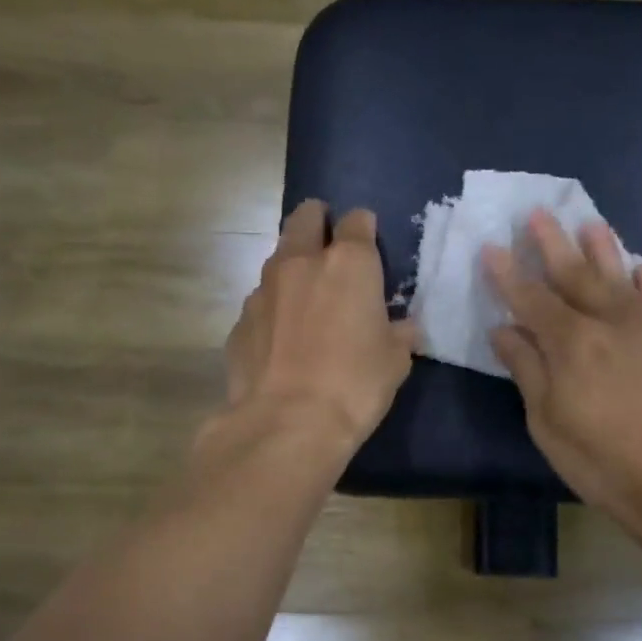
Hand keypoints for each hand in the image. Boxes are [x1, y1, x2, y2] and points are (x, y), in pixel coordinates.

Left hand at [211, 199, 415, 458]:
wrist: (287, 423)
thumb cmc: (354, 385)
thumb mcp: (395, 361)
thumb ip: (398, 334)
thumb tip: (401, 328)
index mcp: (349, 263)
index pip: (357, 220)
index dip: (364, 228)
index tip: (369, 245)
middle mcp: (301, 262)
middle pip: (306, 217)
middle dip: (319, 223)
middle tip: (330, 249)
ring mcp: (263, 289)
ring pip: (278, 259)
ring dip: (294, 268)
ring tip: (307, 301)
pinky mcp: (240, 320)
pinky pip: (261, 303)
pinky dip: (274, 310)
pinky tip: (282, 340)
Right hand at [483, 211, 641, 524]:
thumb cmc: (601, 458)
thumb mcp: (548, 421)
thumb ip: (527, 369)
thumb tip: (504, 330)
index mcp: (571, 341)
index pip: (530, 298)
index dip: (508, 274)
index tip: (491, 248)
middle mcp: (610, 321)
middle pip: (575, 274)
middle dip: (552, 243)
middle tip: (537, 213)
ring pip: (620, 277)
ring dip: (602, 249)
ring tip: (591, 223)